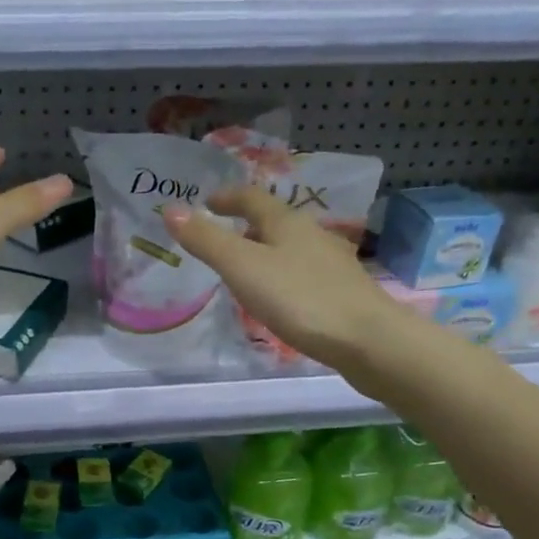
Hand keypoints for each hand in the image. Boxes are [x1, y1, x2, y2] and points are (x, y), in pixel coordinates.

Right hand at [162, 187, 399, 373]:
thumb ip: (206, 240)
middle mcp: (312, 234)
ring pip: (292, 247)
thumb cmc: (300, 298)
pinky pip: (305, 273)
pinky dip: (284, 276)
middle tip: (222, 239)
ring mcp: (332, 263)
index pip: (252, 198)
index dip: (227, 198)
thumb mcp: (242, 268)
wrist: (368, 340)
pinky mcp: (343, 291)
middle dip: (247, 225)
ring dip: (267, 251)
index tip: (207, 203)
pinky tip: (282, 299)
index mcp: (287, 223)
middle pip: (275, 221)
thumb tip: (170, 209)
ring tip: (247, 270)